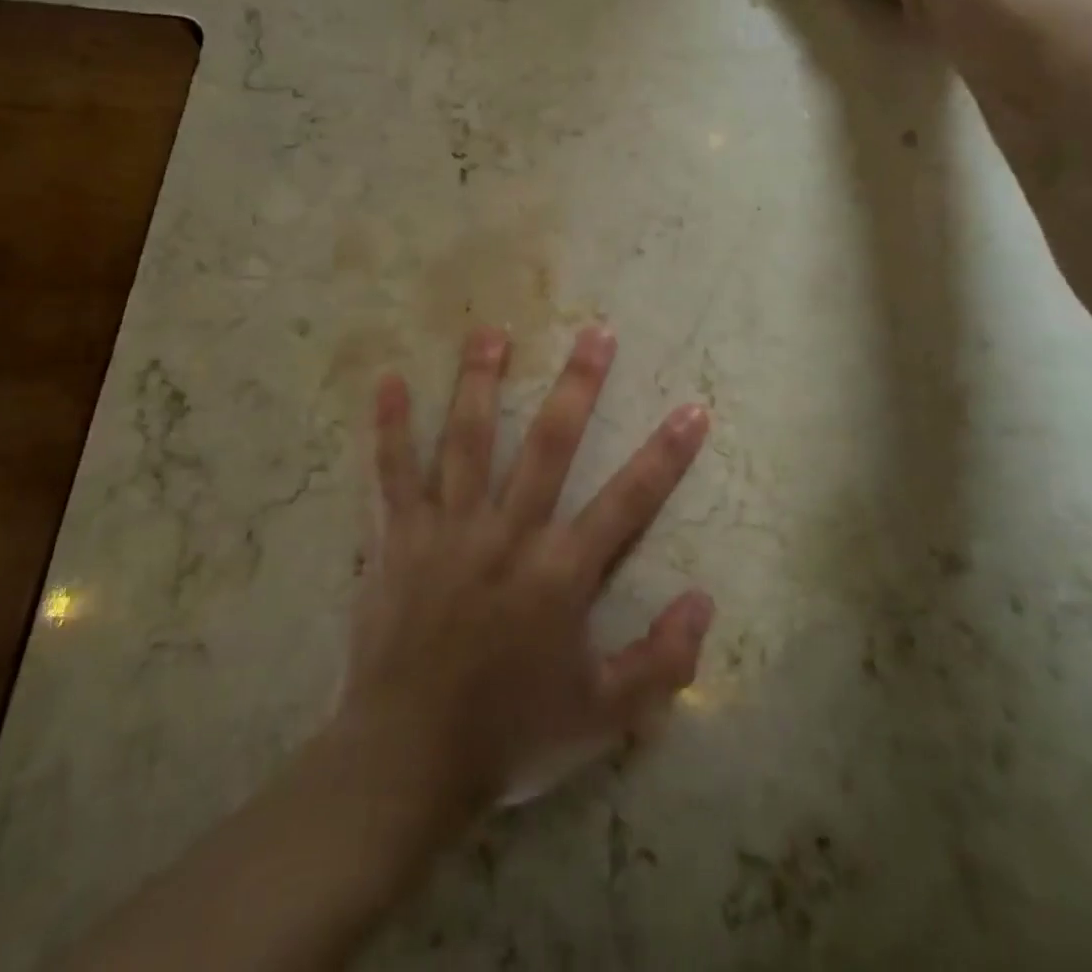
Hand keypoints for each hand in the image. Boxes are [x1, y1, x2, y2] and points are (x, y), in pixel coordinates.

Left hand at [337, 324, 713, 818]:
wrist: (407, 761)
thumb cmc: (509, 735)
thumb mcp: (602, 716)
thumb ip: (662, 661)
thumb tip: (704, 600)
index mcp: (560, 572)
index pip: (628, 501)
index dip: (667, 454)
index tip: (693, 408)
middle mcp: (508, 533)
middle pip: (551, 445)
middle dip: (578, 386)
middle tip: (595, 332)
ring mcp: (448, 528)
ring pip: (469, 439)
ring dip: (482, 382)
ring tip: (491, 332)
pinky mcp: (397, 537)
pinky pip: (392, 472)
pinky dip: (389, 426)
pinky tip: (387, 382)